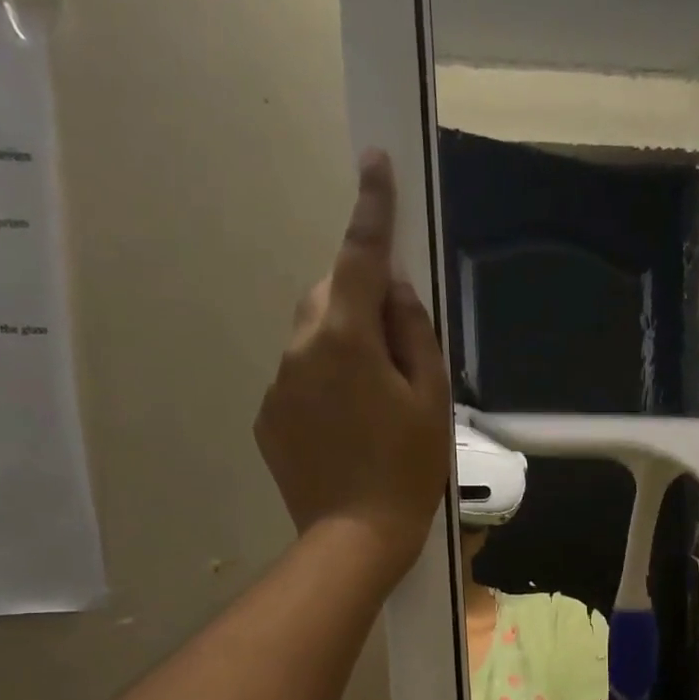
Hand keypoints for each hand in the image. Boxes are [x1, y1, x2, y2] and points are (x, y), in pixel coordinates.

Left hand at [255, 149, 451, 591]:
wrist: (355, 536)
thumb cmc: (407, 469)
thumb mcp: (430, 400)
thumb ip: (415, 334)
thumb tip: (397, 290)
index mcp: (347, 337)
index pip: (360, 257)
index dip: (371, 208)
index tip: (373, 162)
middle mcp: (301, 348)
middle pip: (328, 295)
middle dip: (357, 299)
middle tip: (393, 344)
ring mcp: (278, 384)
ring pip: (311, 337)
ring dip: (340, 346)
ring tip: (371, 402)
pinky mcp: (268, 416)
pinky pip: (297, 378)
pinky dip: (322, 384)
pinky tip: (345, 429)